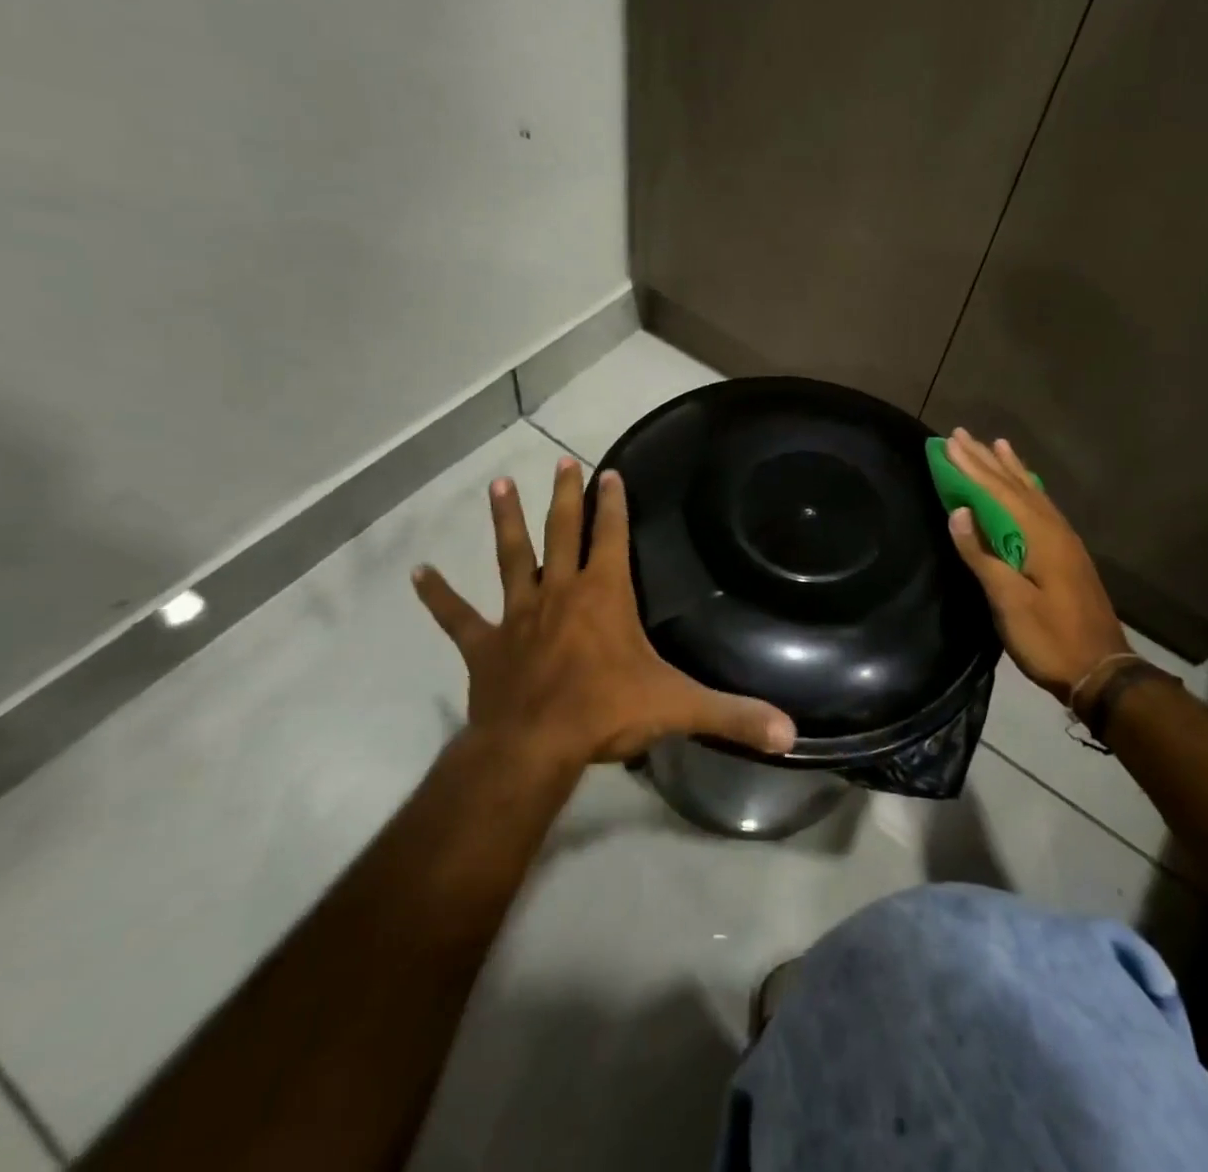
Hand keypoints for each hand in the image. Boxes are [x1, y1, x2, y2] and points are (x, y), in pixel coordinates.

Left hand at [412, 457, 797, 768]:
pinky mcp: (485, 646)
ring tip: (497, 486)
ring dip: (505, 523)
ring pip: (510, 558)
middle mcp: (560, 592)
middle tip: (558, 461)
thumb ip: (734, 715)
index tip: (608, 473)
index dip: (613, 504)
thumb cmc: (606, 713)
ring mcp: (518, 616)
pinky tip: (417, 573)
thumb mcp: (678, 708)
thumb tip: (791, 733)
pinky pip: (458, 616)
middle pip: (561, 533)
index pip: (611, 537)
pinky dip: (438, 596)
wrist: (534, 747)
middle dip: (562, 497)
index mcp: (604, 595)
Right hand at [942, 428, 1131, 704]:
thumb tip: (958, 512)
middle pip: (1015, 486)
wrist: (1102, 671)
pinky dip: (1026, 489)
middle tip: (961, 434)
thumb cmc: (1049, 638)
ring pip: (1031, 494)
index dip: (971, 467)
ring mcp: (1064, 541)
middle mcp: (1054, 529)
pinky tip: (1025, 487)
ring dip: (1009, 469)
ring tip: (996, 444)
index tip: (949, 443)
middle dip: (986, 460)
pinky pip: (1041, 507)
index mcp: (1039, 537)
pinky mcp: (1067, 554)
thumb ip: (982, 555)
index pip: (997, 493)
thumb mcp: (1009, 601)